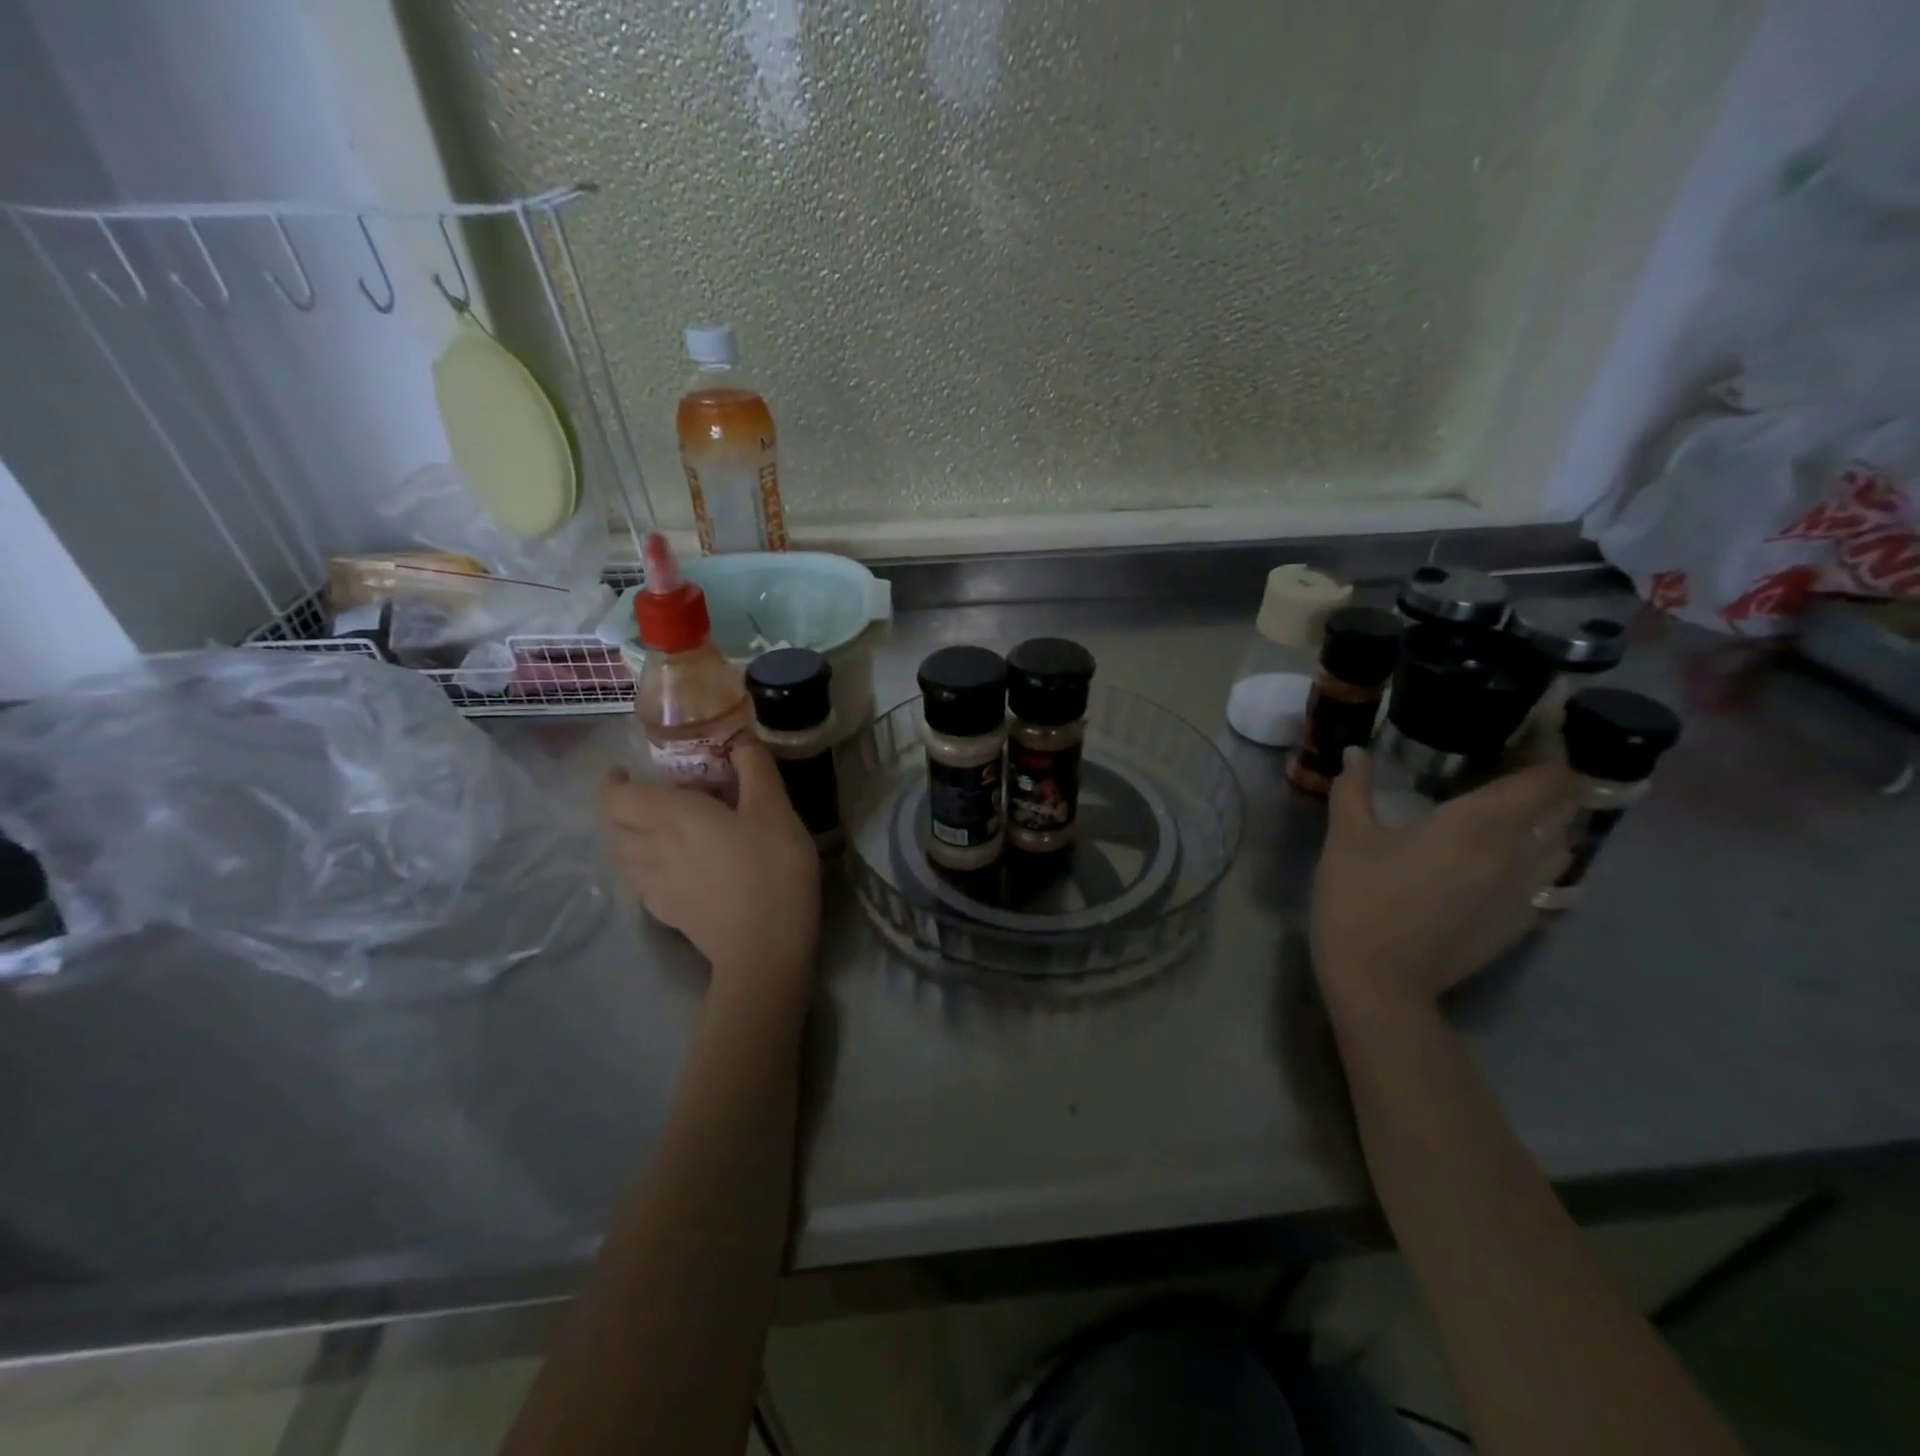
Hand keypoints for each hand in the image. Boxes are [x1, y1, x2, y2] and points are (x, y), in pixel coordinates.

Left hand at [601, 742, 820, 992]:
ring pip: (624, 854)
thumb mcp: (775, 808)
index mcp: (672, 815)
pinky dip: (646, 865)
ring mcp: (654, 885)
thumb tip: (741, 739)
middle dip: (624, 806)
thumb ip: (755, 768)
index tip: (627, 771)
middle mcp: (651, 847)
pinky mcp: (666, 913)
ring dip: (632, 836)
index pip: (617, 796)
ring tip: (662, 830)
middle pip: (615, 824)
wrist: (764, 946)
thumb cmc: (770, 868)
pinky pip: (640, 880)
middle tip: (655, 797)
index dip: (613, 782)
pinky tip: (675, 867)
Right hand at [1311, 749, 1579, 1018]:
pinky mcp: (1520, 923)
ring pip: (1564, 845)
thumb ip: (1353, 789)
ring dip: (1551, 823)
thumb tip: (1357, 752)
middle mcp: (1516, 854)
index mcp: (1477, 824)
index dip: (1549, 755)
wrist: (1380, 981)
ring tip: (1516, 812)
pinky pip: (1549, 879)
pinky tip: (1503, 860)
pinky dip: (1539, 859)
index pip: (1547, 780)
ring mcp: (1524, 893)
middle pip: (1566, 809)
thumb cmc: (1360, 900)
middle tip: (1515, 770)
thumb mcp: (1346, 839)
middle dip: (1552, 785)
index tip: (1527, 738)